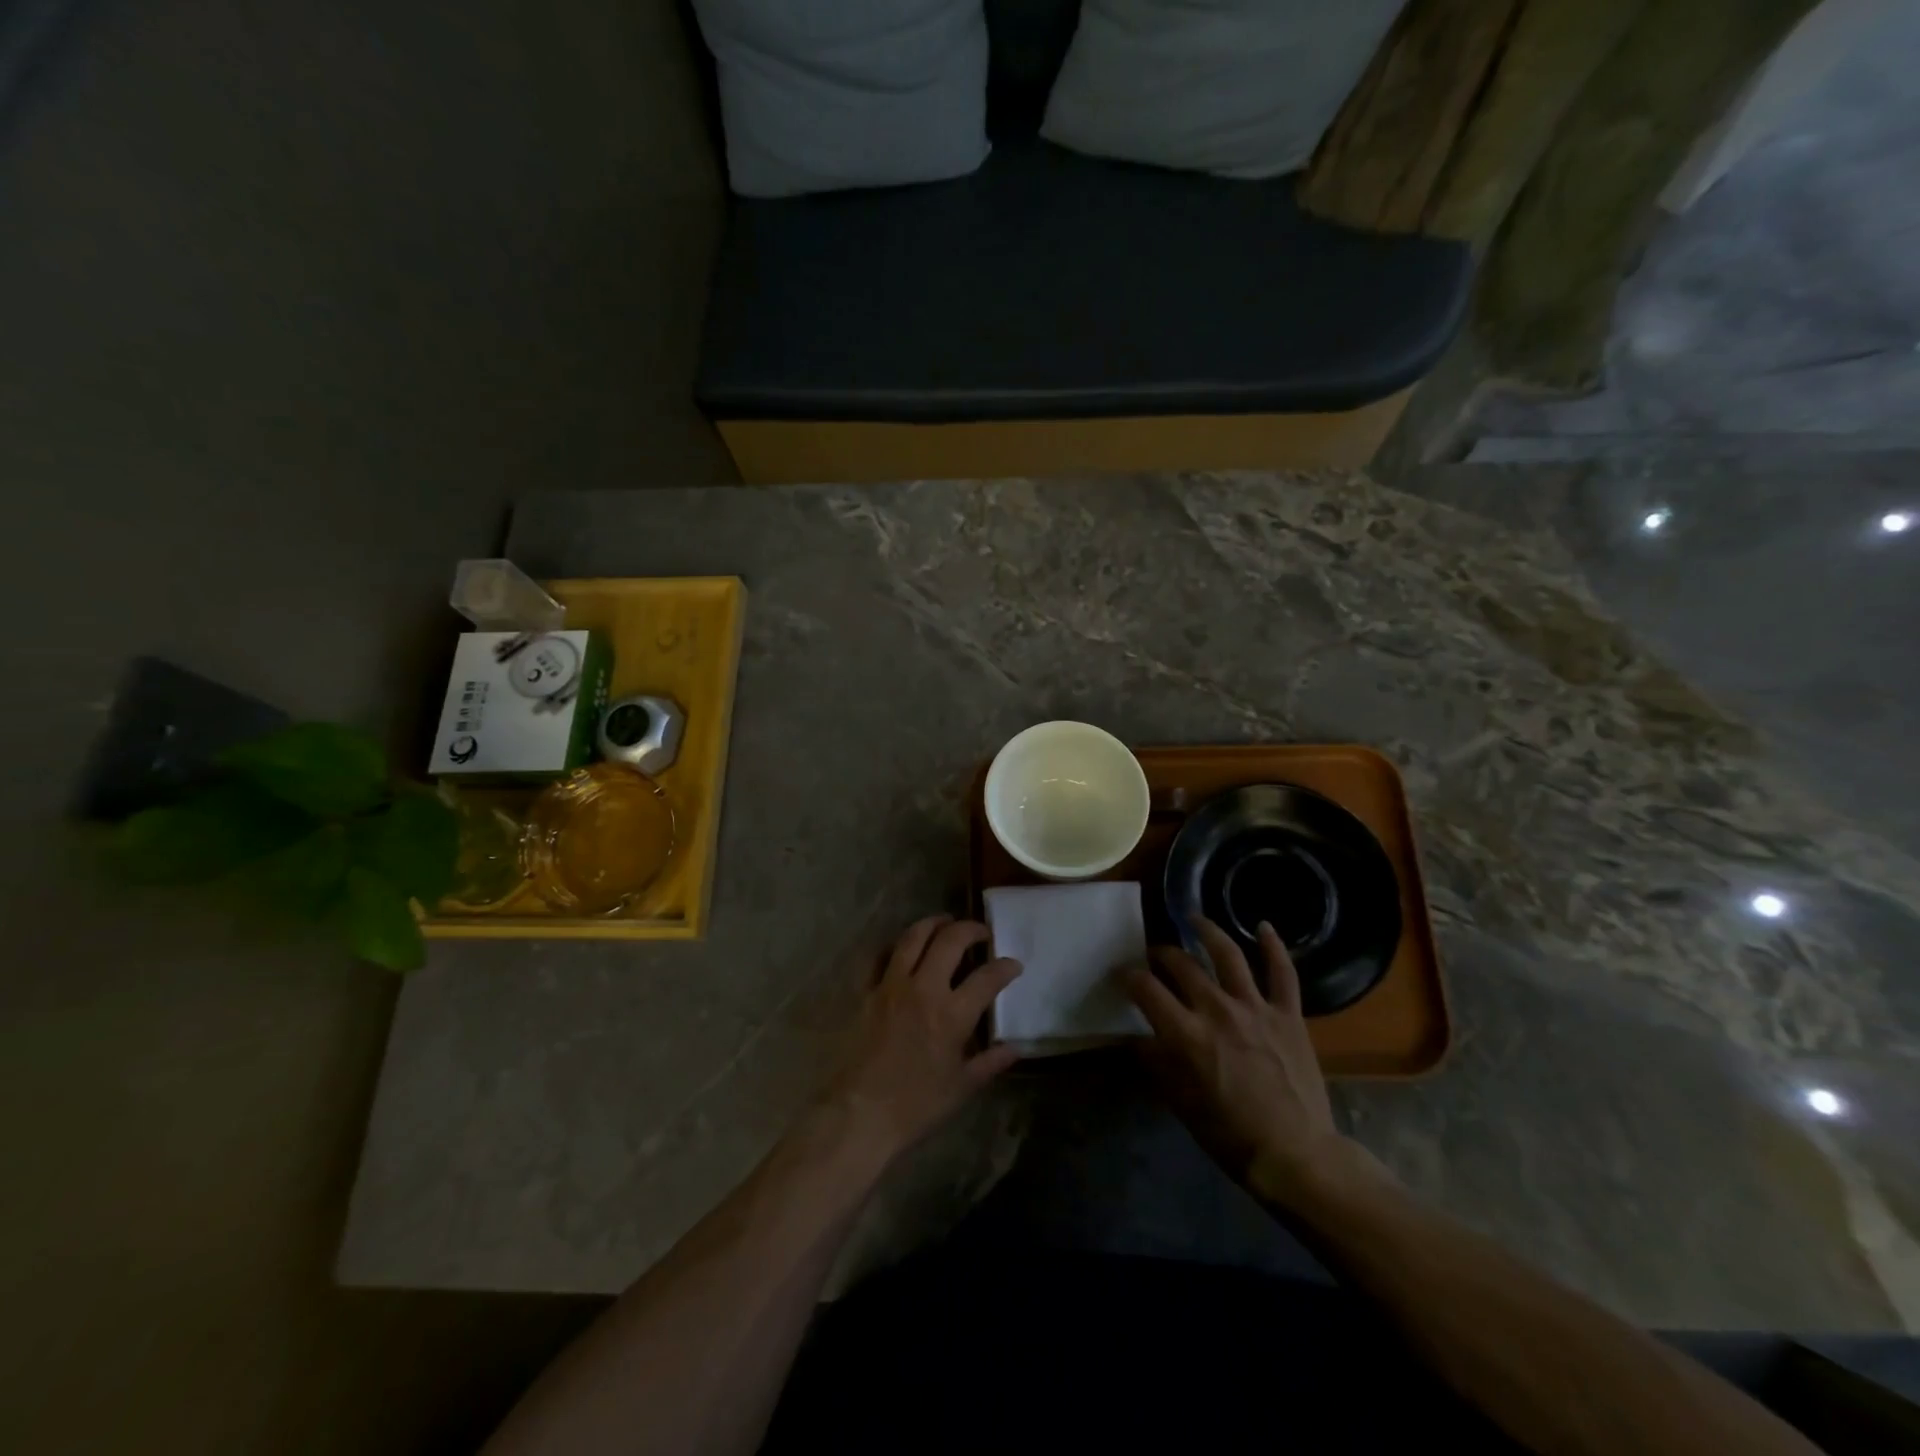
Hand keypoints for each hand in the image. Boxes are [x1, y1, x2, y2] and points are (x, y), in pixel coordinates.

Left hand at [818, 915, 1022, 1164]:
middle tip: (982, 932)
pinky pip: (880, 955)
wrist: (860, 1113)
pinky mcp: (866, 990)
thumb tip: (1014, 1048)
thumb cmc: (916, 1106)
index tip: (1013, 964)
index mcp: (952, 1014)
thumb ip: (989, 1062)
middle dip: (971, 929)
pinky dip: (895, 946)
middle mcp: (923, 988)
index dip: (1006, 966)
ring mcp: (891, 985)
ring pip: (914, 937)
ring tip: (945, 922)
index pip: (988, 977)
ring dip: (934, 924)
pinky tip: (904, 947)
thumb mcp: (961, 1088)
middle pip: (950, 940)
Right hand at [1123, 917, 1365, 1207]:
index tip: (1122, 976)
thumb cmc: (1230, 1135)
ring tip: (1194, 918)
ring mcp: (1256, 1007)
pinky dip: (1274, 946)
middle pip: (1181, 964)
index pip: (1146, 989)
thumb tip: (1136, 1037)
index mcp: (1186, 1034)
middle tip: (1155, 955)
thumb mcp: (1180, 1102)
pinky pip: (1283, 972)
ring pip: (1228, 954)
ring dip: (1207, 931)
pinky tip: (1263, 925)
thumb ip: (1156, 1062)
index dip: (1128, 977)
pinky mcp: (1288, 1014)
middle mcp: (1217, 1010)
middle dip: (1161, 954)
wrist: (1296, 1155)